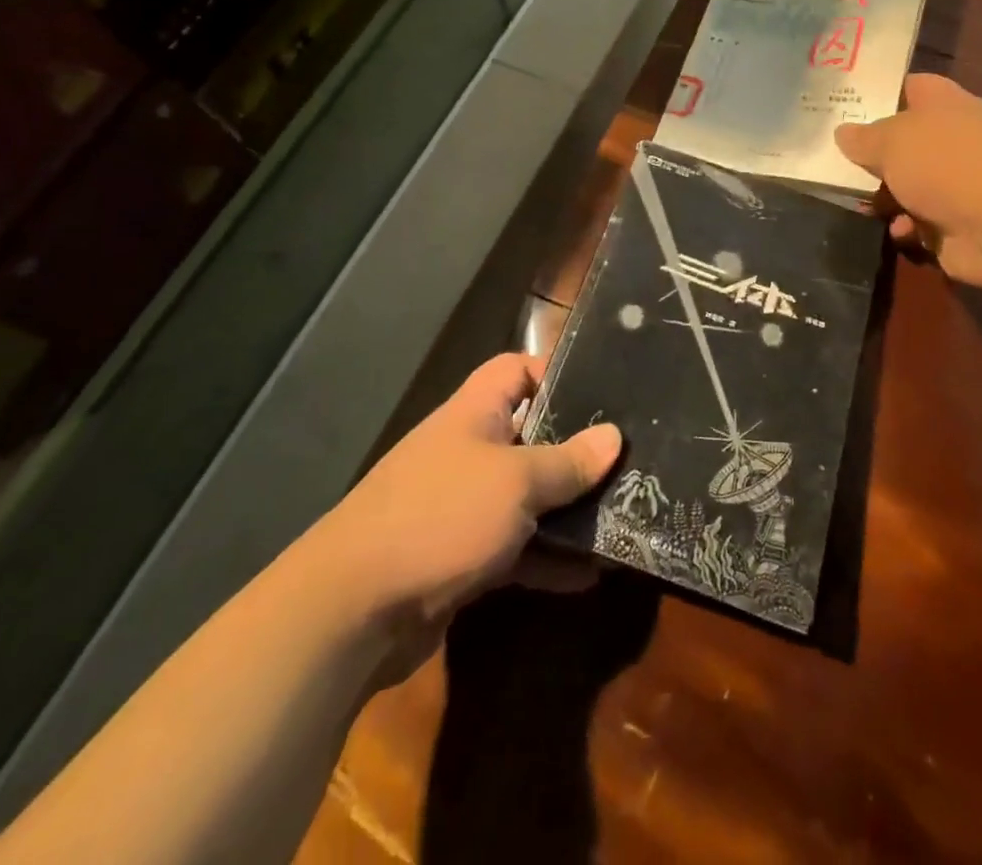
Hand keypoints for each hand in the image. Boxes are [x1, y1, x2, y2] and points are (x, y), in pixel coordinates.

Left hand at [322, 353, 620, 631]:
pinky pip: (515, 548)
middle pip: (530, 435)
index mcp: (475, 413)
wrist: (352, 611)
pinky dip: (547, 559)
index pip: (516, 369)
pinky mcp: (460, 557)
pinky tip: (589, 576)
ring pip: (527, 496)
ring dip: (567, 510)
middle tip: (628, 460)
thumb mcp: (516, 482)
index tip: (602, 391)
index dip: (555, 371)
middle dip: (575, 449)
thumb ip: (567, 461)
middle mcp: (469, 451)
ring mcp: (462, 505)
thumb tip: (614, 437)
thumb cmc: (441, 516)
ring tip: (621, 516)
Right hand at [835, 74, 981, 292]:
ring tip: (857, 201)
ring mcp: (959, 181)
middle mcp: (954, 137)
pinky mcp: (959, 221)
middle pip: (904, 140)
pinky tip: (898, 230)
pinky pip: (920, 221)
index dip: (879, 93)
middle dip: (872, 152)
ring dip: (885, 195)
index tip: (843, 104)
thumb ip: (863, 137)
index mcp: (944, 103)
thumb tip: (843, 132)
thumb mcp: (892, 141)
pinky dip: (906, 226)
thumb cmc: (946, 164)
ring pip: (908, 183)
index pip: (909, 86)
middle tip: (831, 158)